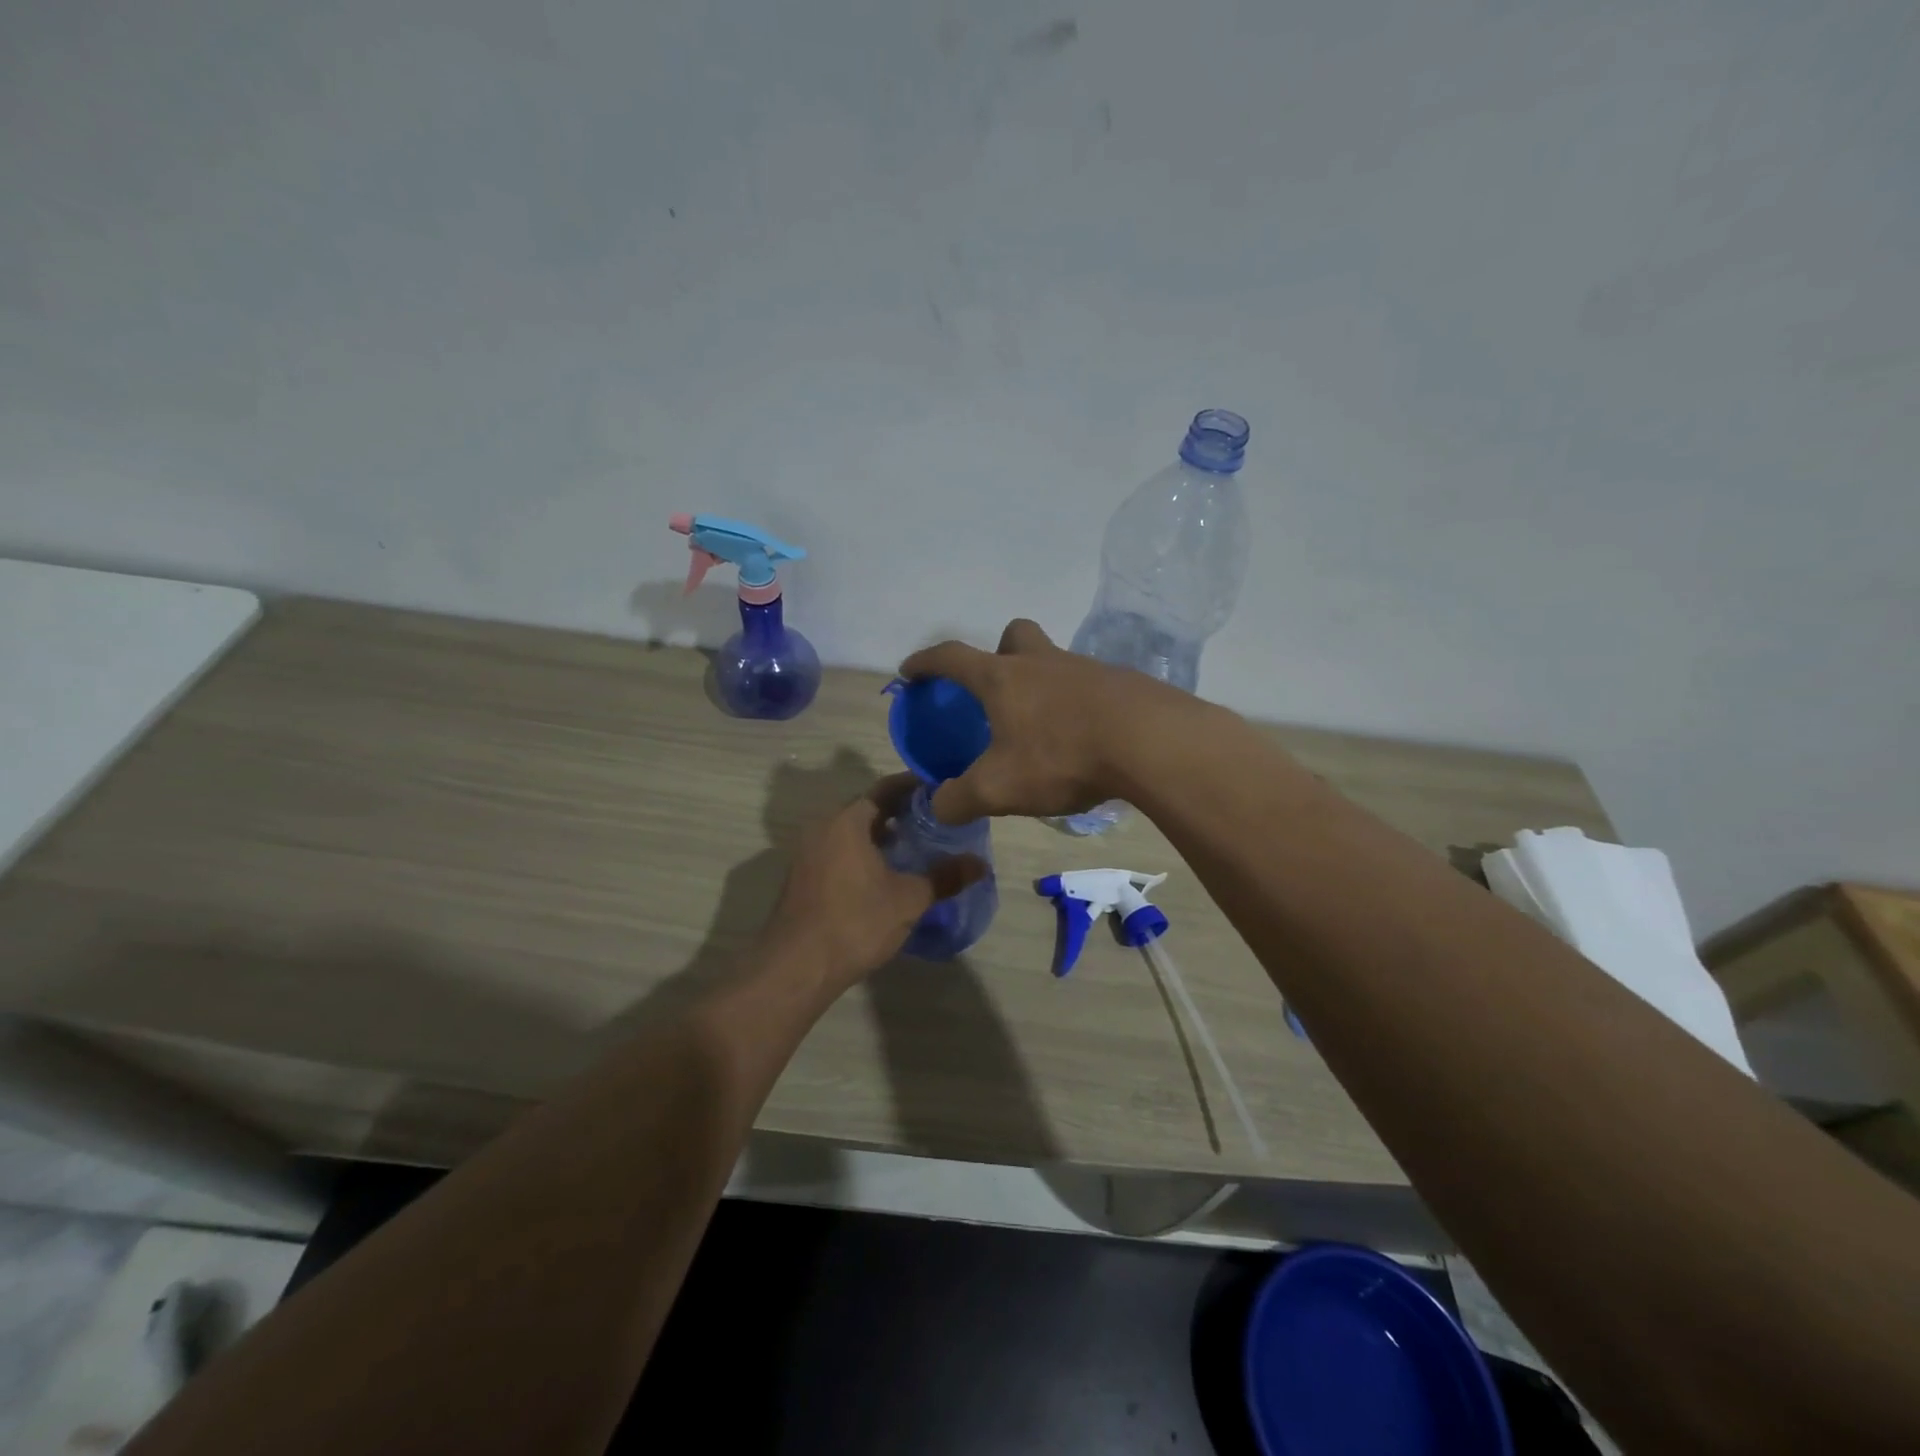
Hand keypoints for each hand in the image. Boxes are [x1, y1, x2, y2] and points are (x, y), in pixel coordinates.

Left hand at [762, 773, 986, 991]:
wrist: (796, 968)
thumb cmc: (856, 922)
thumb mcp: (909, 900)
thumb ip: (945, 877)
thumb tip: (980, 864)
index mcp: (848, 821)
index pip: (886, 789)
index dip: (915, 787)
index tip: (941, 792)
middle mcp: (823, 827)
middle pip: (867, 809)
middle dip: (900, 813)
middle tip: (934, 822)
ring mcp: (808, 853)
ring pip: (851, 832)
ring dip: (880, 836)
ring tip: (914, 848)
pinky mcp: (802, 877)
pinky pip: (838, 852)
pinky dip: (862, 853)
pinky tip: (883, 875)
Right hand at [899, 619, 1189, 823]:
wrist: (1149, 743)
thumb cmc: (1062, 757)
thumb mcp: (999, 789)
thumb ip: (959, 800)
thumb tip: (938, 806)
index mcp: (1003, 679)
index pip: (952, 658)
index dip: (925, 662)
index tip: (910, 671)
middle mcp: (1042, 663)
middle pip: (1014, 636)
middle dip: (998, 654)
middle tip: (997, 690)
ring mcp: (1086, 669)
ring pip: (1054, 661)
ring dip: (1042, 684)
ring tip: (1044, 729)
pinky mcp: (1121, 684)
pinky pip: (1089, 686)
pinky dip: (1078, 705)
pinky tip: (1085, 739)